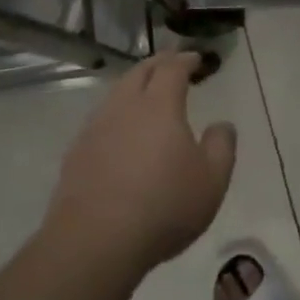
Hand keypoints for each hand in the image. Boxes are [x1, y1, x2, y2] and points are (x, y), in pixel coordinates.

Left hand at [43, 52, 237, 277]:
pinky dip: (117, 113)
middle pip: (139, 72)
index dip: (185, 60)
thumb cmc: (164, 206)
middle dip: (158, 64)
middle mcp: (124, 107)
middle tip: (171, 64)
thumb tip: (222, 125)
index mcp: (159, 105)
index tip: (196, 59)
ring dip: (134, 86)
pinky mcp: (77, 152)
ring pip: (116, 93)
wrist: (95, 240)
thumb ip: (222, 147)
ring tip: (146, 94)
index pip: (172, 69)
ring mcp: (95, 128)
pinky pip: (101, 119)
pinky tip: (120, 131)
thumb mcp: (212, 181)